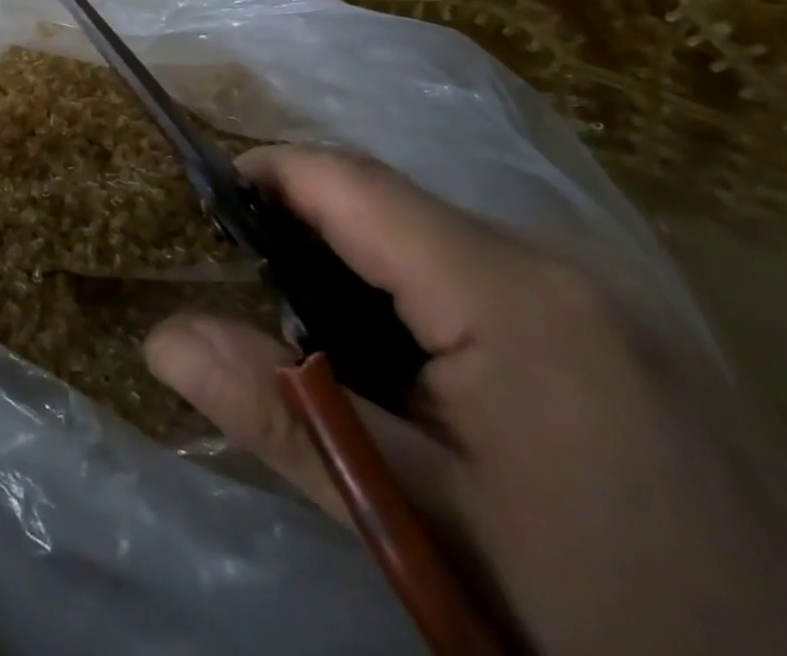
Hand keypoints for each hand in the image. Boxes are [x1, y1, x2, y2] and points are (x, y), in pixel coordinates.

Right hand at [145, 148, 786, 655]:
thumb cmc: (608, 618)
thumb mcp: (424, 524)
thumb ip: (285, 414)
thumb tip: (160, 341)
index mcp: (508, 288)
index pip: (352, 182)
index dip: (269, 174)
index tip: (205, 203)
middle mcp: (559, 258)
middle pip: (393, 205)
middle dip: (307, 229)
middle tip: (247, 291)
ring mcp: (603, 290)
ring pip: (437, 238)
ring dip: (361, 266)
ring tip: (312, 332)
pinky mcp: (626, 328)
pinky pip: (487, 273)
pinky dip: (420, 294)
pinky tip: (410, 366)